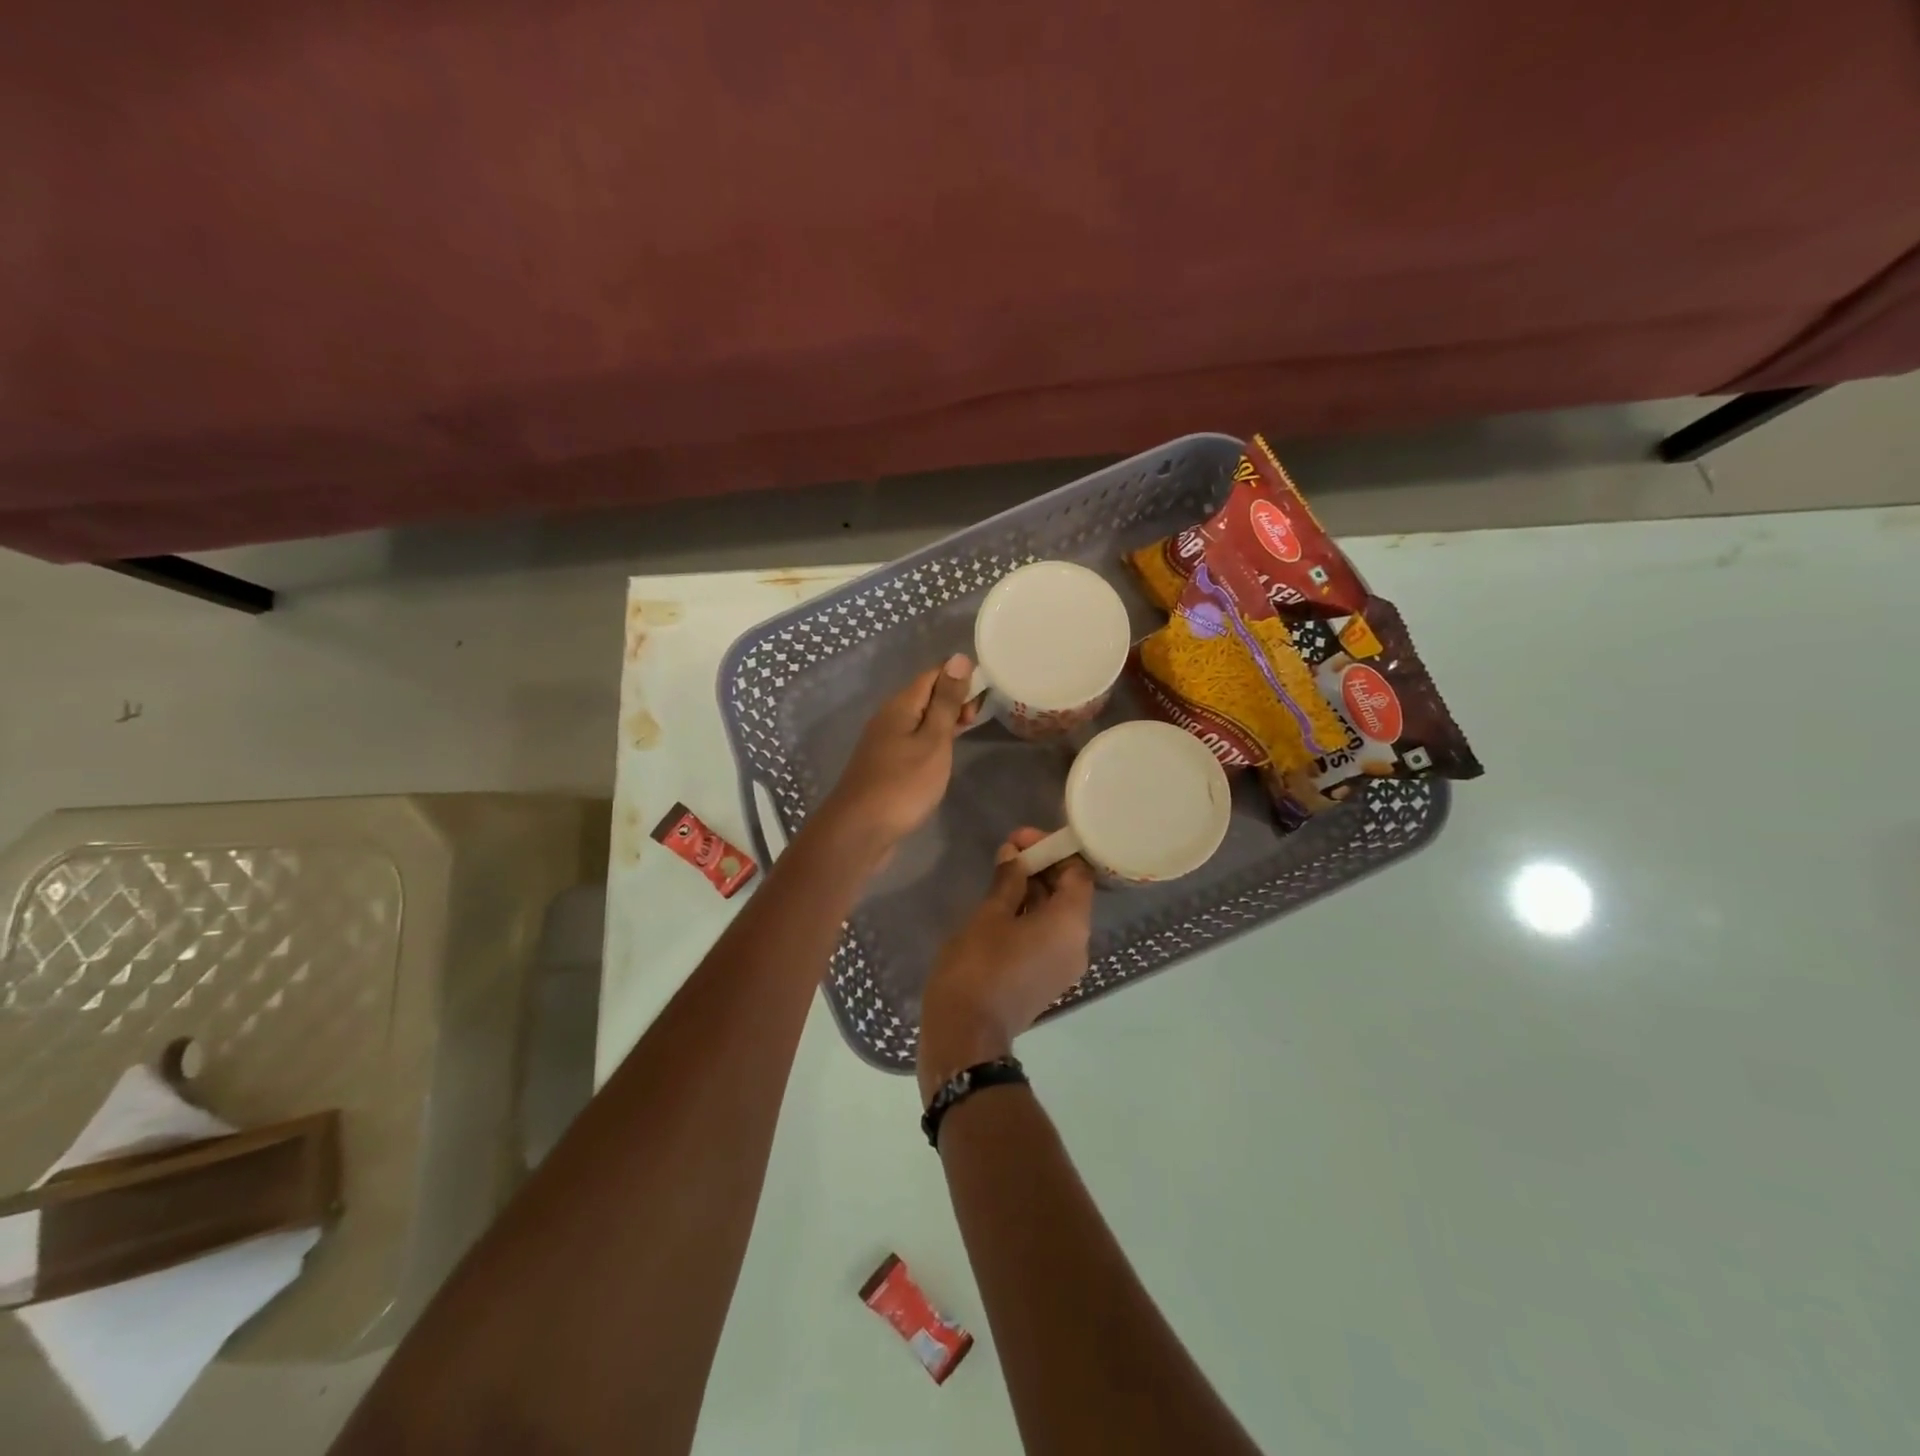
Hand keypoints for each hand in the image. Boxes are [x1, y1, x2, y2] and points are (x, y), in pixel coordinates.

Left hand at [815, 653, 976, 865]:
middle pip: (924, 695)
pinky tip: (943, 754)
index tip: (987, 689)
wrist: (859, 830)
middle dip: (953, 698)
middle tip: (979, 717)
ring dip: (944, 720)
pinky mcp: (884, 764)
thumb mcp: (933, 741)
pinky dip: (932, 739)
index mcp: (900, 706)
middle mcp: (888, 717)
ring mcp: (883, 742)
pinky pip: (912, 739)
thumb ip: (946, 702)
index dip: (959, 675)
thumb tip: (958, 658)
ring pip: (918, 719)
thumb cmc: (903, 784)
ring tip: (968, 731)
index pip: (933, 674)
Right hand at [917, 828, 1094, 1103]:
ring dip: (1034, 892)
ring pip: (1058, 916)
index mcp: (1071, 923)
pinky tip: (1002, 907)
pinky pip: (1048, 937)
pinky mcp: (1047, 980)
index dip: (1052, 850)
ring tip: (1001, 876)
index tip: (1021, 840)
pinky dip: (1031, 917)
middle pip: (1070, 893)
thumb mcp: (989, 915)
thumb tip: (1014, 854)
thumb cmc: (978, 966)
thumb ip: (1007, 880)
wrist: (966, 1035)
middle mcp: (1078, 944)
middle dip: (1042, 868)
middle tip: (1008, 853)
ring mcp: (1064, 966)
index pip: (1078, 872)